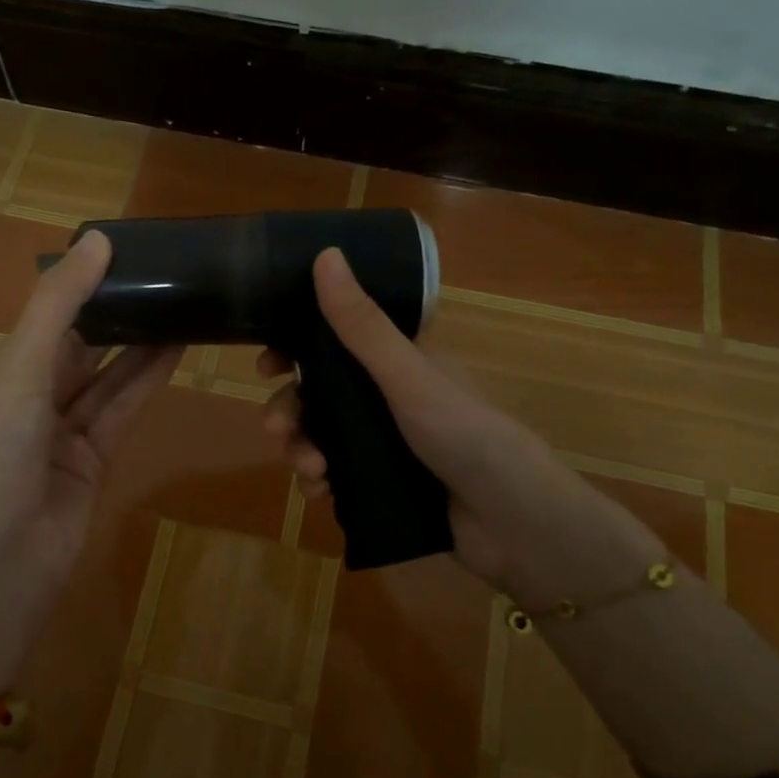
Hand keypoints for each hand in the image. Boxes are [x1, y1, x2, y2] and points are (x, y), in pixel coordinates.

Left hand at [0, 232, 178, 693]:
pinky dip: (147, 380)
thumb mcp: (19, 370)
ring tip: (180, 304)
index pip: (45, 319)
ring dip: (140, 344)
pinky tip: (176, 349)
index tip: (122, 254)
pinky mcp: (94, 460)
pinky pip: (123, 409)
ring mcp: (63, 432)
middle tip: (162, 276)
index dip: (80, 287)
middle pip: (80, 345)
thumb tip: (96, 238)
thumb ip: (59, 306)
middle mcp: (30, 398)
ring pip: (107, 376)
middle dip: (116, 314)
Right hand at [262, 248, 669, 610]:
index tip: (266, 365)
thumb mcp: (408, 377)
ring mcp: (384, 442)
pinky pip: (335, 475)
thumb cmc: (465, 435)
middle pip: (319, 394)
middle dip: (291, 409)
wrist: (513, 524)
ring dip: (302, 449)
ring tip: (310, 472)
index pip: (335, 342)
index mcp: (398, 361)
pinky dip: (319, 482)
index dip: (296, 349)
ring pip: (322, 436)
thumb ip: (362, 325)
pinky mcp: (382, 484)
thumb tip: (325, 253)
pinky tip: (320, 494)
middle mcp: (388, 397)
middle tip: (277, 429)